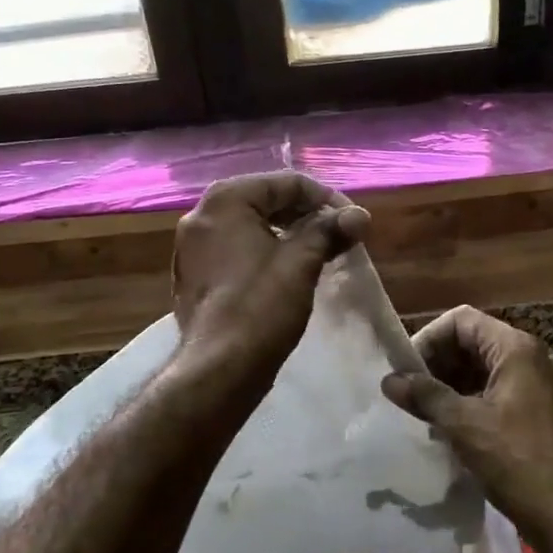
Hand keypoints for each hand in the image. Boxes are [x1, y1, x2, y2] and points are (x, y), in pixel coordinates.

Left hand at [171, 172, 370, 380]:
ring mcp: (193, 247)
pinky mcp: (195, 275)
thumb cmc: (261, 307)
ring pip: (251, 226)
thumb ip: (330, 231)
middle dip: (307, 216)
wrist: (219, 369)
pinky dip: (266, 253)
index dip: (327, 199)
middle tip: (341, 237)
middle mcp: (201, 215)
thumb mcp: (302, 262)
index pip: (287, 183)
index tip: (354, 223)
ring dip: (289, 235)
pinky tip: (290, 273)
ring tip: (321, 253)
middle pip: (266, 200)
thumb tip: (359, 216)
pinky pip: (237, 250)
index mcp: (225, 201)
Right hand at [382, 306, 552, 552]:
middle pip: (472, 341)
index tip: (406, 370)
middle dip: (437, 362)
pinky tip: (445, 425)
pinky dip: (467, 400)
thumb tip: (389, 380)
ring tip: (421, 410)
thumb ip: (425, 396)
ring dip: (449, 383)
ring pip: (482, 367)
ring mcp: (535, 384)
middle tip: (409, 392)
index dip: (429, 338)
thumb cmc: (515, 460)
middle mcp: (529, 357)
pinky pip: (494, 390)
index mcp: (516, 349)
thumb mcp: (464, 425)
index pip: (461, 320)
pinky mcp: (535, 409)